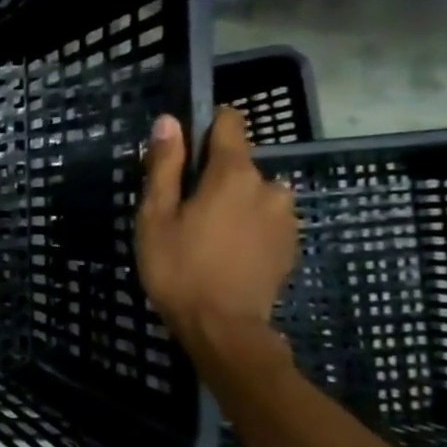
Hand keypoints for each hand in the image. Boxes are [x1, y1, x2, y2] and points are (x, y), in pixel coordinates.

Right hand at [136, 107, 298, 346]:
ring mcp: (285, 216)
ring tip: (202, 234)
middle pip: (238, 165)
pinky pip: (264, 219)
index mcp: (233, 174)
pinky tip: (223, 251)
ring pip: (253, 194)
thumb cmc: (178, 266)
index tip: (184, 144)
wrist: (222, 325)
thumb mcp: (156, 215)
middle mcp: (269, 186)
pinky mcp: (290, 243)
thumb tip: (169, 121)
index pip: (230, 125)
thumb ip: (164, 166)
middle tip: (180, 210)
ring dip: (231, 203)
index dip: (207, 125)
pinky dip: (245, 225)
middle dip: (211, 177)